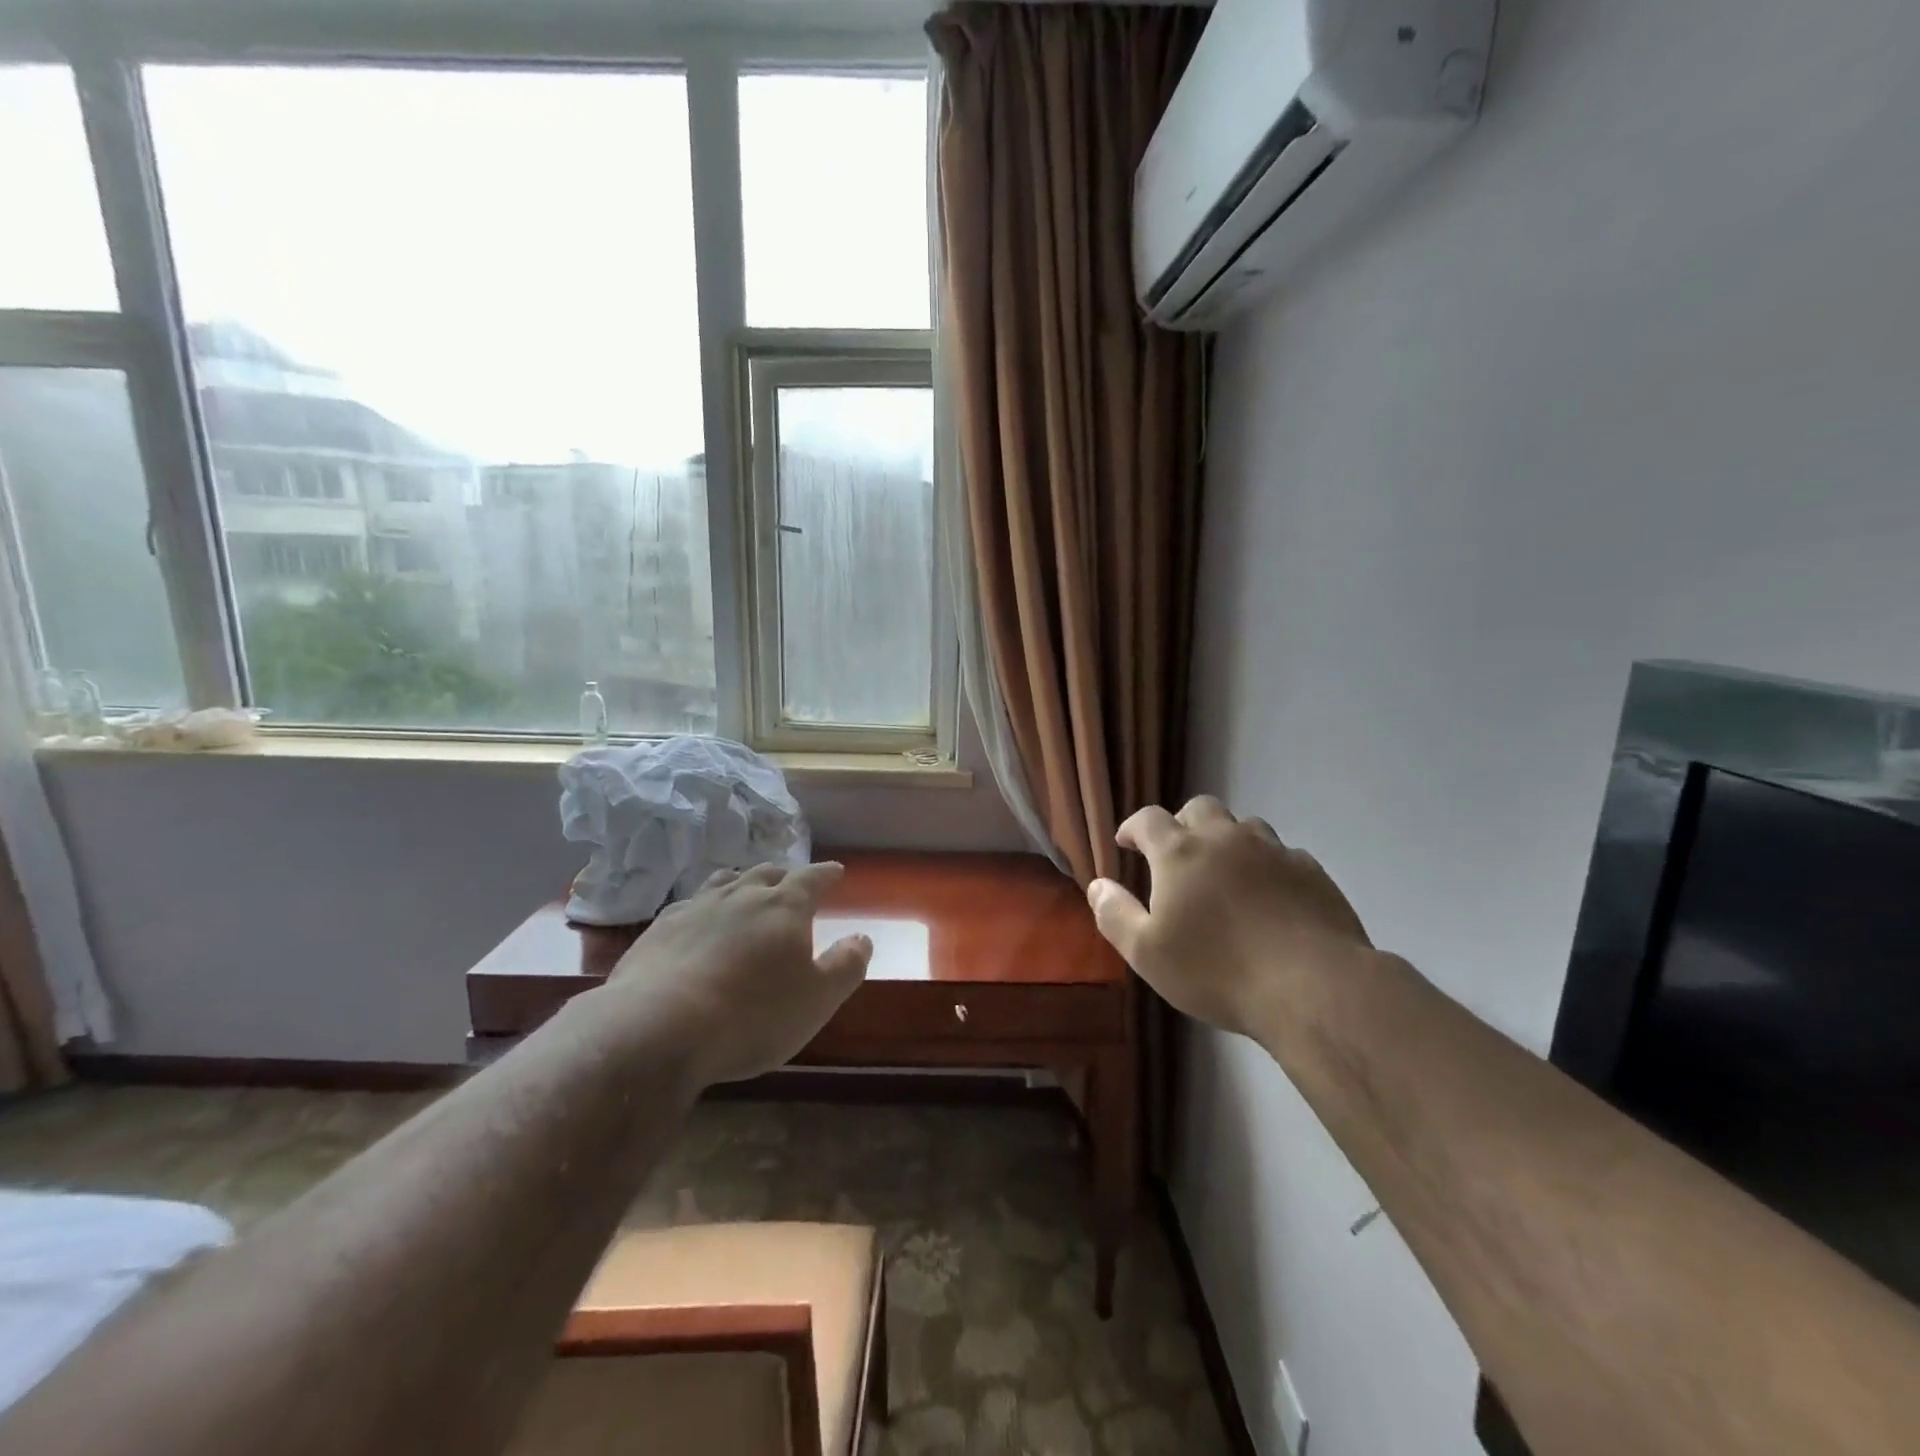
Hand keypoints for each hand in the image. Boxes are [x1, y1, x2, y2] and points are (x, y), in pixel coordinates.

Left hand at [599, 862, 872, 1088]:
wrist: (658, 1029)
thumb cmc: (752, 1015)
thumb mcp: (817, 1000)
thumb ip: (845, 966)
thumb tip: (862, 938)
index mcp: (784, 907)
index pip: (812, 879)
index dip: (826, 874)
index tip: (836, 871)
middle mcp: (741, 896)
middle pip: (766, 874)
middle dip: (783, 876)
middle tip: (790, 882)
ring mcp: (696, 909)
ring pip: (724, 882)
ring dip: (740, 883)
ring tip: (744, 889)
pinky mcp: (659, 930)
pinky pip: (688, 906)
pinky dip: (702, 908)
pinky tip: (696, 921)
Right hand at [1087, 796, 1370, 1040]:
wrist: (1313, 986)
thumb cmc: (1217, 971)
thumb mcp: (1147, 953)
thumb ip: (1115, 914)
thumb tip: (1097, 885)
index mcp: (1180, 853)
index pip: (1148, 819)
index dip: (1134, 827)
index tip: (1127, 843)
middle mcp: (1225, 838)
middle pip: (1199, 808)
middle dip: (1182, 824)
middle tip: (1177, 856)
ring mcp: (1273, 851)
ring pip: (1244, 826)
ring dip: (1227, 841)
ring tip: (1225, 874)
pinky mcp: (1311, 871)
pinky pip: (1281, 854)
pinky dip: (1266, 865)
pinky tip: (1269, 896)